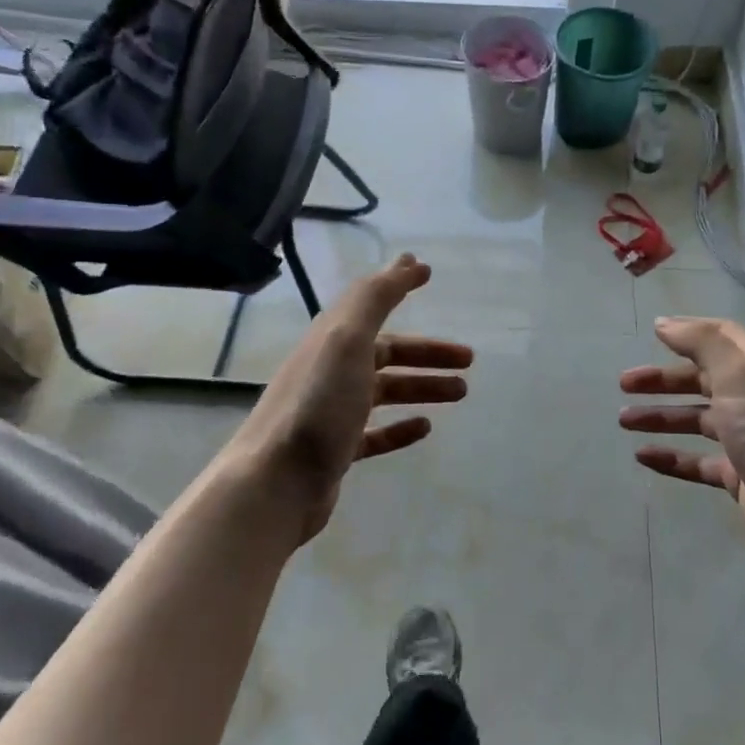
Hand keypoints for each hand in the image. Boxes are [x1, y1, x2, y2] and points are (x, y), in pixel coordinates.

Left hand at [223, 254, 471, 549]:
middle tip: (468, 360)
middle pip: (387, 353)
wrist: (275, 483)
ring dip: (423, 387)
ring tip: (461, 393)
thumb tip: (407, 260)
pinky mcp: (337, 450)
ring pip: (386, 391)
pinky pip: (376, 432)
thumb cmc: (317, 406)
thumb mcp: (347, 341)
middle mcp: (330, 371)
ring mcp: (333, 413)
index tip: (429, 274)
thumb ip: (375, 299)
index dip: (399, 288)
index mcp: (332, 342)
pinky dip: (401, 427)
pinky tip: (425, 427)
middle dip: (428, 353)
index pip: (371, 307)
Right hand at [619, 317, 744, 567]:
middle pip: (704, 381)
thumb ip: (703, 344)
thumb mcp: (739, 375)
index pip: (724, 339)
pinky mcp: (739, 478)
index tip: (654, 332)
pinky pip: (698, 462)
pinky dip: (671, 457)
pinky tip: (644, 457)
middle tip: (625, 384)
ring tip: (624, 421)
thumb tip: (666, 324)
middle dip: (664, 379)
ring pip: (697, 421)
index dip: (691, 332)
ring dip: (662, 417)